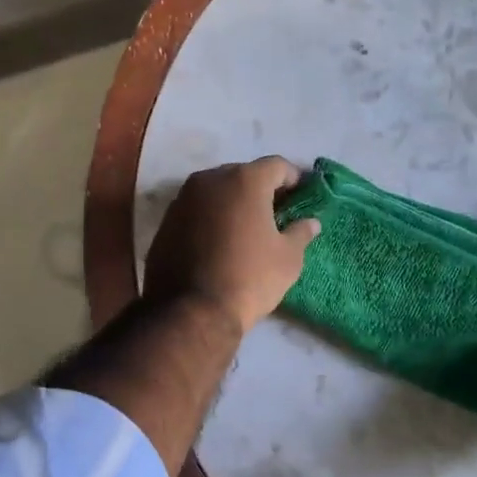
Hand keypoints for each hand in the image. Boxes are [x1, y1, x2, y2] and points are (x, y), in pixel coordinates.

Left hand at [143, 157, 320, 334]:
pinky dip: (210, 218)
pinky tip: (219, 242)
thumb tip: (310, 222)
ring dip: (233, 203)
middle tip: (275, 214)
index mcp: (244, 180)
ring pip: (216, 191)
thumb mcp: (288, 259)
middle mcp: (210, 179)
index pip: (276, 165)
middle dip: (261, 189)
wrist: (191, 311)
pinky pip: (196, 210)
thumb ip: (300, 232)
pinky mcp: (166, 221)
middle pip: (243, 174)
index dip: (293, 179)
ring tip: (246, 229)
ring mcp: (183, 198)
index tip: (302, 197)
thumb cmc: (249, 278)